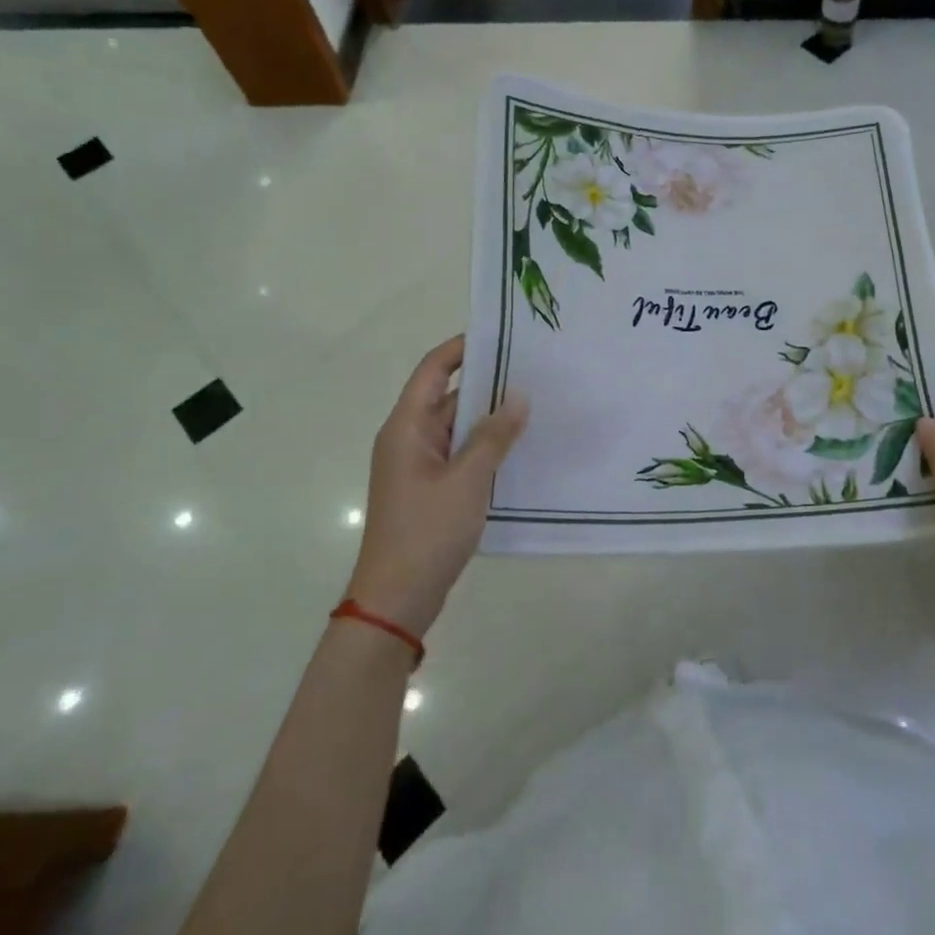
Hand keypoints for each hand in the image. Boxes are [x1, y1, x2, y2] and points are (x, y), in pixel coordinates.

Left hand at [345, 336, 528, 635]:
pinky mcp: (430, 487)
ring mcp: (419, 464)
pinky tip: (520, 445)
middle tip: (535, 369)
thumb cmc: (427, 532)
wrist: (396, 599)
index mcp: (406, 427)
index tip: (504, 336)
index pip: (433, 369)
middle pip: (447, 395)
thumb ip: (494, 435)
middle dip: (488, 381)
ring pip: (457, 426)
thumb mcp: (467, 480)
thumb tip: (519, 395)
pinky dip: (486, 444)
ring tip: (537, 402)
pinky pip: (460, 452)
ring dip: (490, 416)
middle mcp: (409, 438)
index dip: (463, 347)